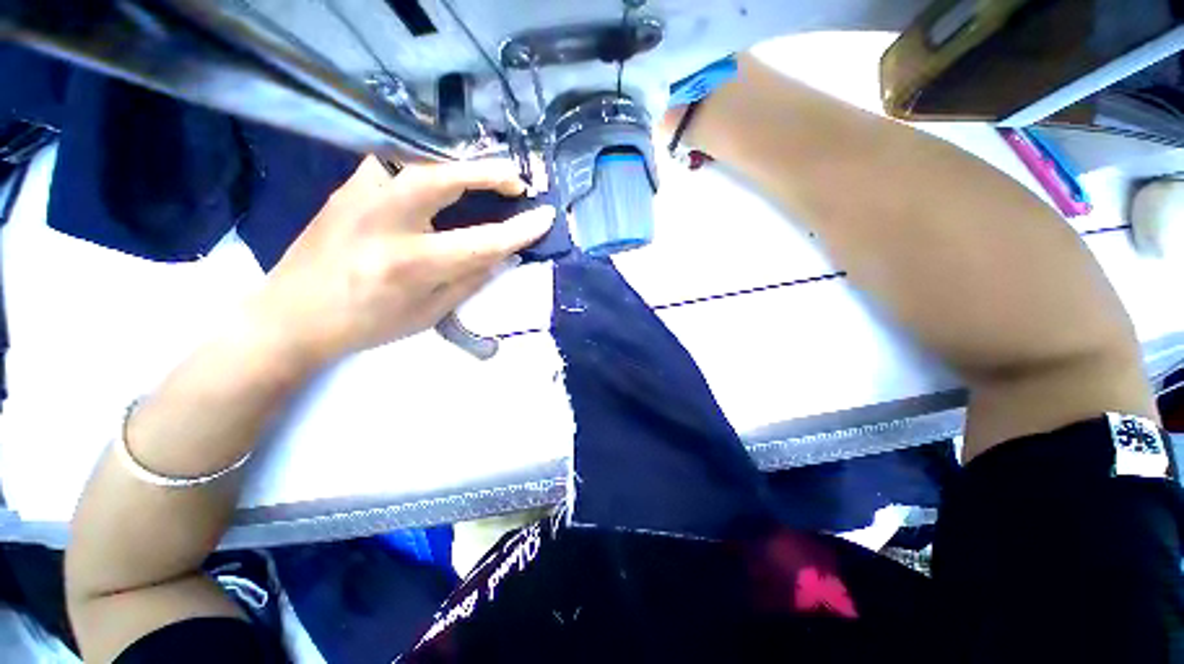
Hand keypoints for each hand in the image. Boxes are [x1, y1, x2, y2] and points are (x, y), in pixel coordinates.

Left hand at [248, 156, 554, 367]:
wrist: (291, 316)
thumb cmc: (367, 324)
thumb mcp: (428, 313)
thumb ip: (469, 279)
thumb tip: (501, 253)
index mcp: (410, 264)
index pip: (481, 241)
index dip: (518, 229)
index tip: (545, 216)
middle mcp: (384, 221)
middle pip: (444, 178)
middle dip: (488, 173)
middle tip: (515, 180)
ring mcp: (359, 196)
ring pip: (416, 161)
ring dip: (457, 165)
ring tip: (482, 177)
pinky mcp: (346, 187)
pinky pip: (394, 163)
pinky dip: (425, 165)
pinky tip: (436, 179)